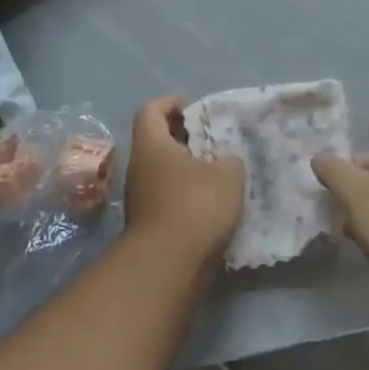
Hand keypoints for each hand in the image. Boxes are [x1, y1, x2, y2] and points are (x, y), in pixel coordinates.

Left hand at [123, 96, 244, 265]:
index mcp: (151, 145)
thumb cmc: (195, 205)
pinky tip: (213, 202)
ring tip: (219, 170)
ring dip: (187, 168)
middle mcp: (139, 168)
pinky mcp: (150, 225)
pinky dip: (187, 194)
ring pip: (163, 171)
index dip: (171, 103)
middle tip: (213, 139)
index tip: (194, 107)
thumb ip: (229, 159)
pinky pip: (168, 197)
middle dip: (183, 136)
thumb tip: (223, 161)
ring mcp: (141, 199)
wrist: (169, 266)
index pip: (151, 110)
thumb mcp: (228, 173)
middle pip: (157, 141)